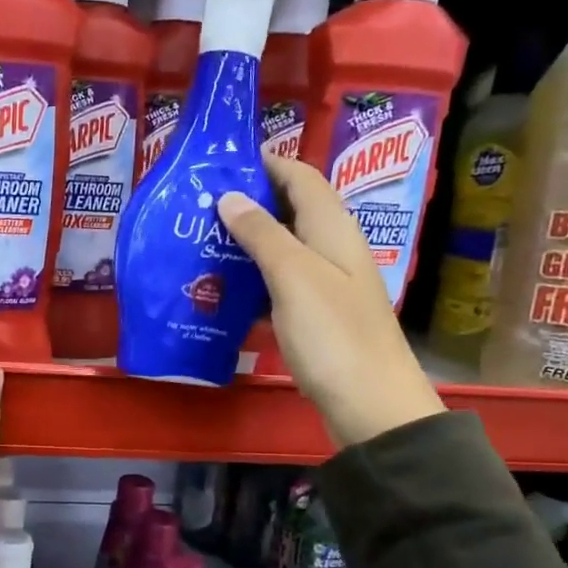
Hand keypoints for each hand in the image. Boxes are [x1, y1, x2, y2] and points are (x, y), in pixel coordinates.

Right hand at [218, 156, 443, 446]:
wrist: (369, 404)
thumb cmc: (333, 334)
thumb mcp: (293, 277)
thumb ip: (262, 233)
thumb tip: (229, 196)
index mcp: (333, 229)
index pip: (300, 177)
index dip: (265, 163)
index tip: (220, 163)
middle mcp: (332, 249)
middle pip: (289, 211)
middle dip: (248, 202)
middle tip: (198, 206)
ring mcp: (325, 284)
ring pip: (281, 249)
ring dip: (245, 243)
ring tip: (200, 243)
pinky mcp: (315, 317)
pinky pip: (278, 285)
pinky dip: (252, 281)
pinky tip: (222, 290)